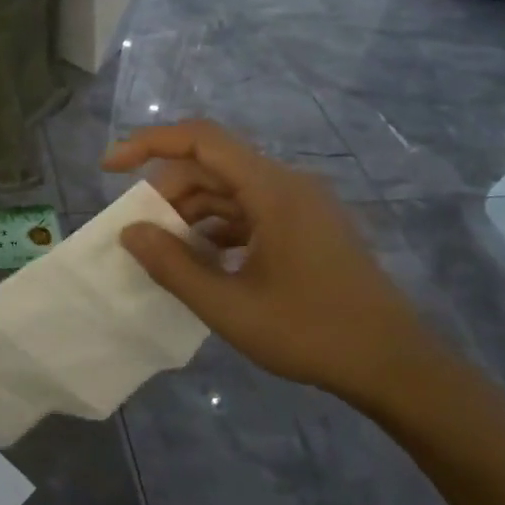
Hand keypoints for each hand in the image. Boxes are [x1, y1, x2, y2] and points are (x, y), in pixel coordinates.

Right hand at [103, 120, 452, 412]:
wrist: (395, 365)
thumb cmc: (312, 333)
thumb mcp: (230, 306)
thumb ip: (173, 267)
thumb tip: (130, 232)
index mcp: (273, 189)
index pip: (201, 139)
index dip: (149, 143)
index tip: (110, 168)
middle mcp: (288, 184)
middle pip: (213, 166)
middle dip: (168, 193)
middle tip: (141, 235)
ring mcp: (302, 205)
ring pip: (231, 190)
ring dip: (192, 214)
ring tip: (167, 253)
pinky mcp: (308, 227)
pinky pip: (251, 212)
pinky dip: (219, 229)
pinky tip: (204, 262)